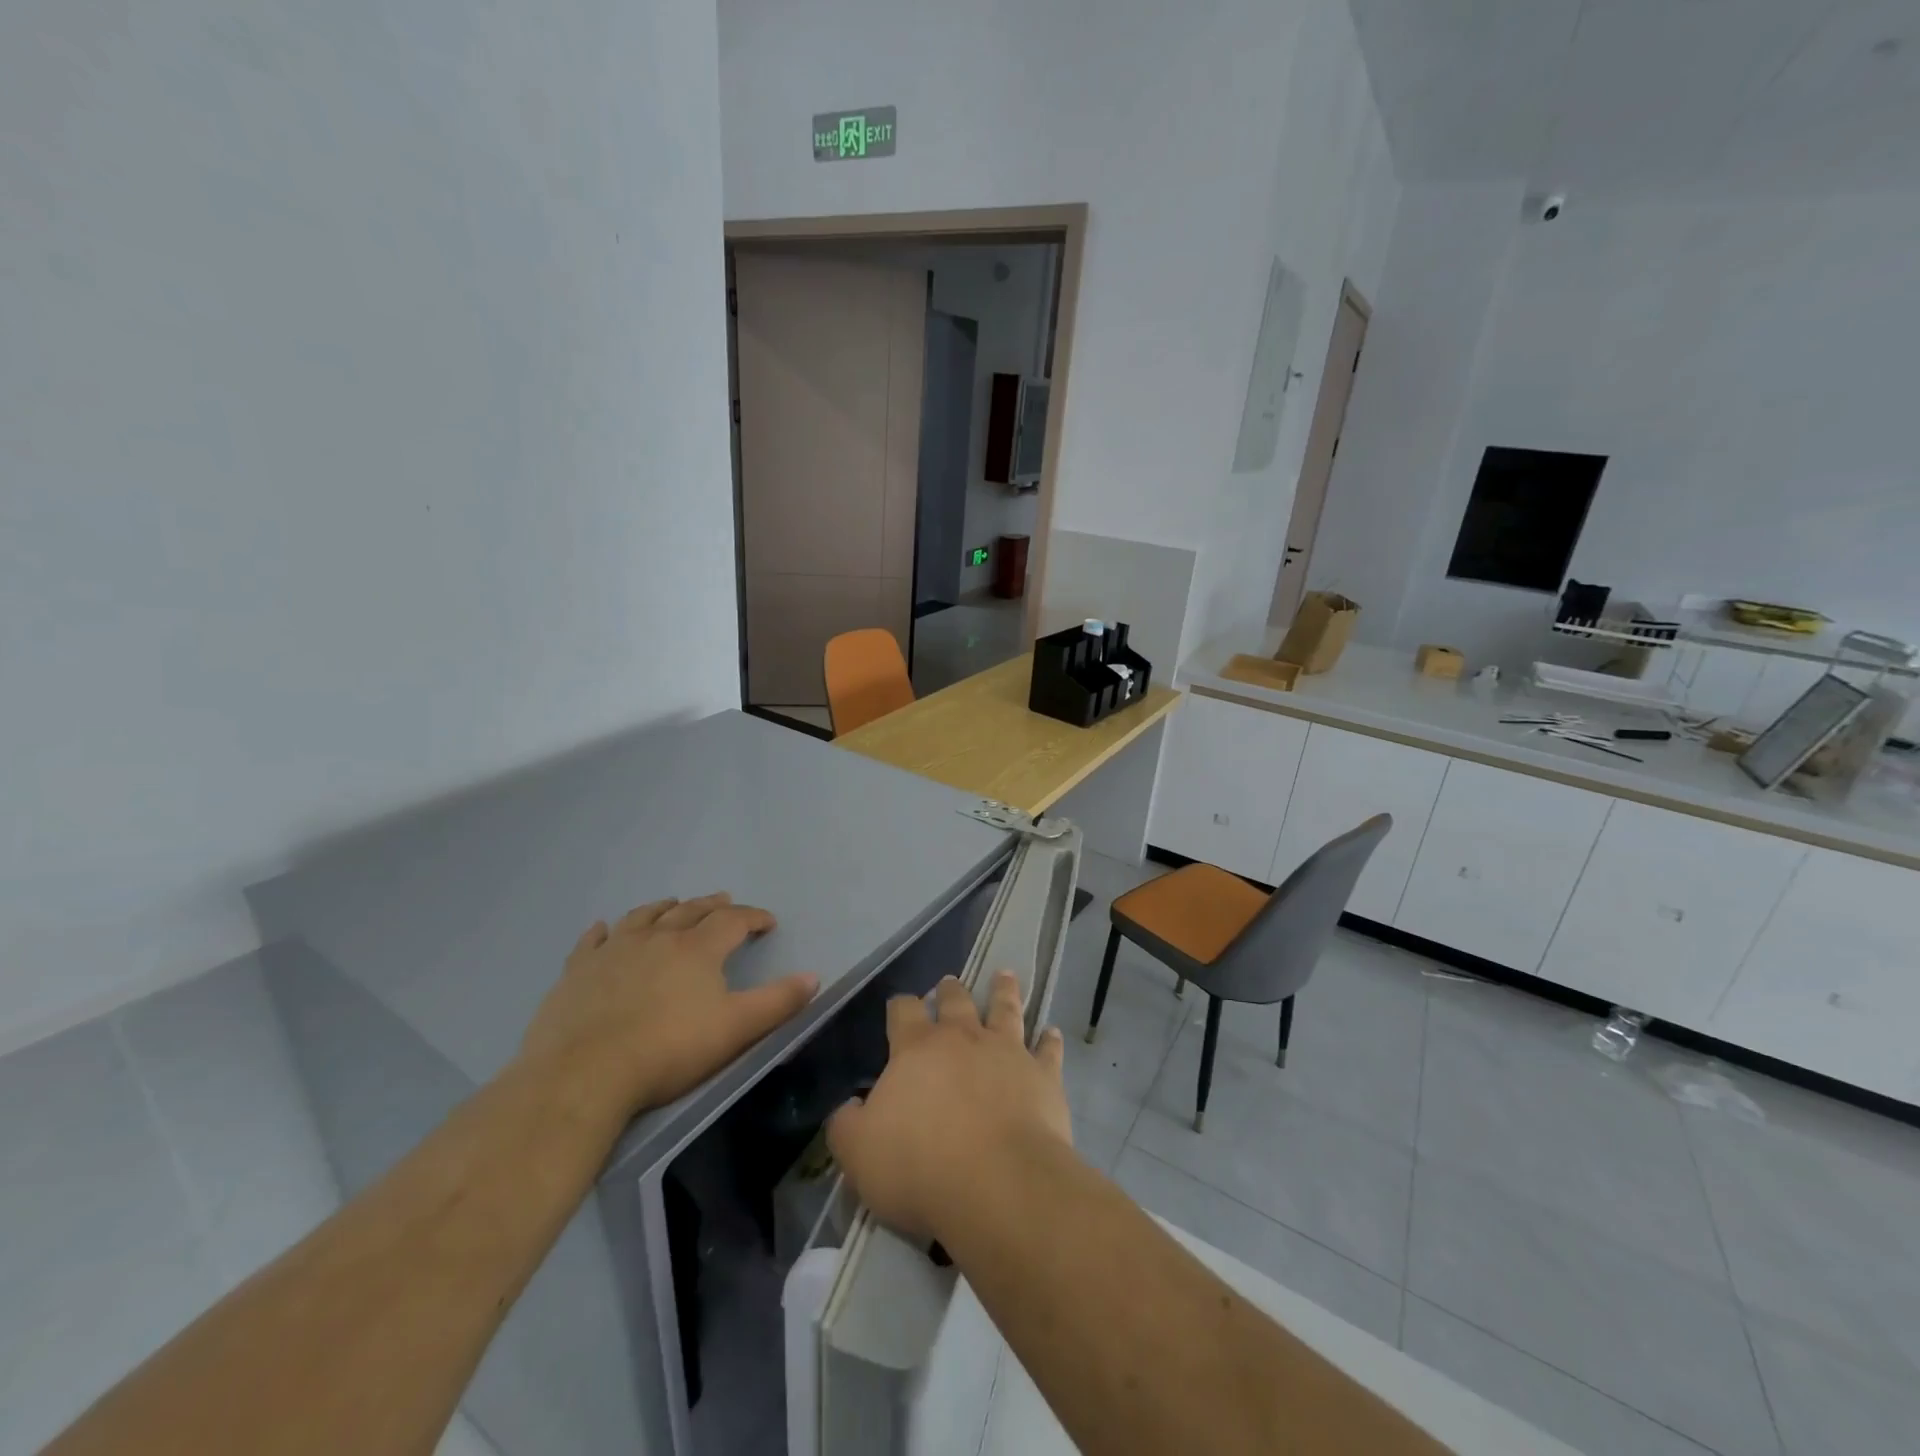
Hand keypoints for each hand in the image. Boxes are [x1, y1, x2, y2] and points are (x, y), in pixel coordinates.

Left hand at [518, 893, 817, 1122]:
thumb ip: (778, 1002)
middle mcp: (657, 938)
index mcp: (697, 949)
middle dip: (711, 905)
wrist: (584, 1074)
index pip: (733, 921)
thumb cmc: (669, 1050)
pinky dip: (602, 932)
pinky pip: (592, 941)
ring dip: (663, 908)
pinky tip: (603, 928)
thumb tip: (813, 976)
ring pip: (643, 917)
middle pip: (689, 911)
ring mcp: (613, 951)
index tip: (768, 922)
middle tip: (725, 901)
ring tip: (673, 904)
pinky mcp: (577, 971)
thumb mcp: (736, 1029)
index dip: (754, 917)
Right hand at [827, 971, 1070, 1243]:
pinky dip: (1050, 1041)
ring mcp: (1007, 1052)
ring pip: (1005, 1009)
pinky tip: (1052, 1032)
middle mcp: (963, 1038)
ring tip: (1005, 975)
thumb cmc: (920, 1166)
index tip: (899, 1006)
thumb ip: (846, 1126)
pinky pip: (1048, 1051)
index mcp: (916, 1049)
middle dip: (950, 991)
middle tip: (950, 982)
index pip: (904, 1012)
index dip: (900, 1006)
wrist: (997, 1184)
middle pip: (956, 1001)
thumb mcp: (859, 1153)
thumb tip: (847, 1107)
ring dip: (1004, 992)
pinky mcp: (1043, 1076)